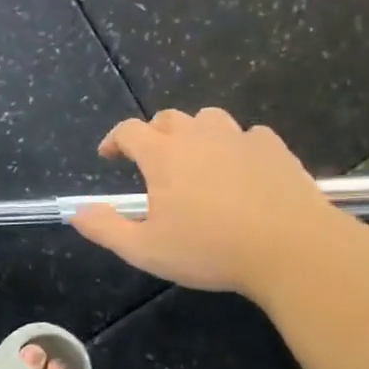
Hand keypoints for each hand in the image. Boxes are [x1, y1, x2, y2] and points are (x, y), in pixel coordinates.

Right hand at [69, 108, 335, 295]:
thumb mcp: (146, 249)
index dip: (114, 140)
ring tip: (196, 159)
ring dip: (195, 133)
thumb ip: (106, 228)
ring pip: (209, 119)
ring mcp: (240, 139)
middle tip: (151, 160)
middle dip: (153, 134)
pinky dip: (237, 145)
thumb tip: (76, 212)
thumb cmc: (211, 250)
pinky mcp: (275, 149)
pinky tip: (241, 168)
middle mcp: (198, 137)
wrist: (292, 249)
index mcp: (163, 156)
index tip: (109, 155)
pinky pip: (249, 135)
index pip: (129, 131)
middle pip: (168, 118)